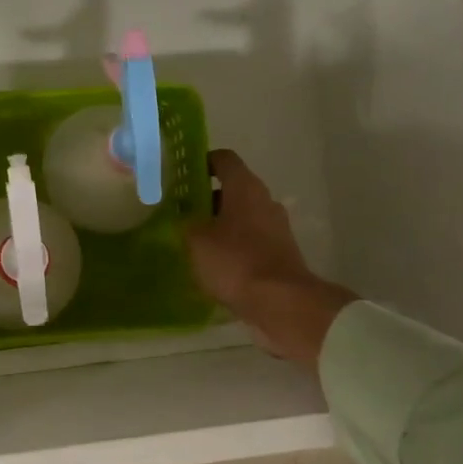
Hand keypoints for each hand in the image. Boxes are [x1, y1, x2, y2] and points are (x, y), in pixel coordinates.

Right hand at [184, 150, 354, 366]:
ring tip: (193, 243)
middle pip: (233, 190)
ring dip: (219, 226)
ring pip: (242, 218)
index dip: (202, 162)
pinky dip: (233, 248)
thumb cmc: (235, 262)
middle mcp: (264, 202)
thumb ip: (186, 223)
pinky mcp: (280, 254)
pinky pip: (250, 242)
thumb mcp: (196, 241)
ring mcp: (276, 229)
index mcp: (245, 188)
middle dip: (206, 199)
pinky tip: (214, 266)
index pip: (223, 159)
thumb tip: (184, 218)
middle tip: (180, 213)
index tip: (183, 175)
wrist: (282, 303)